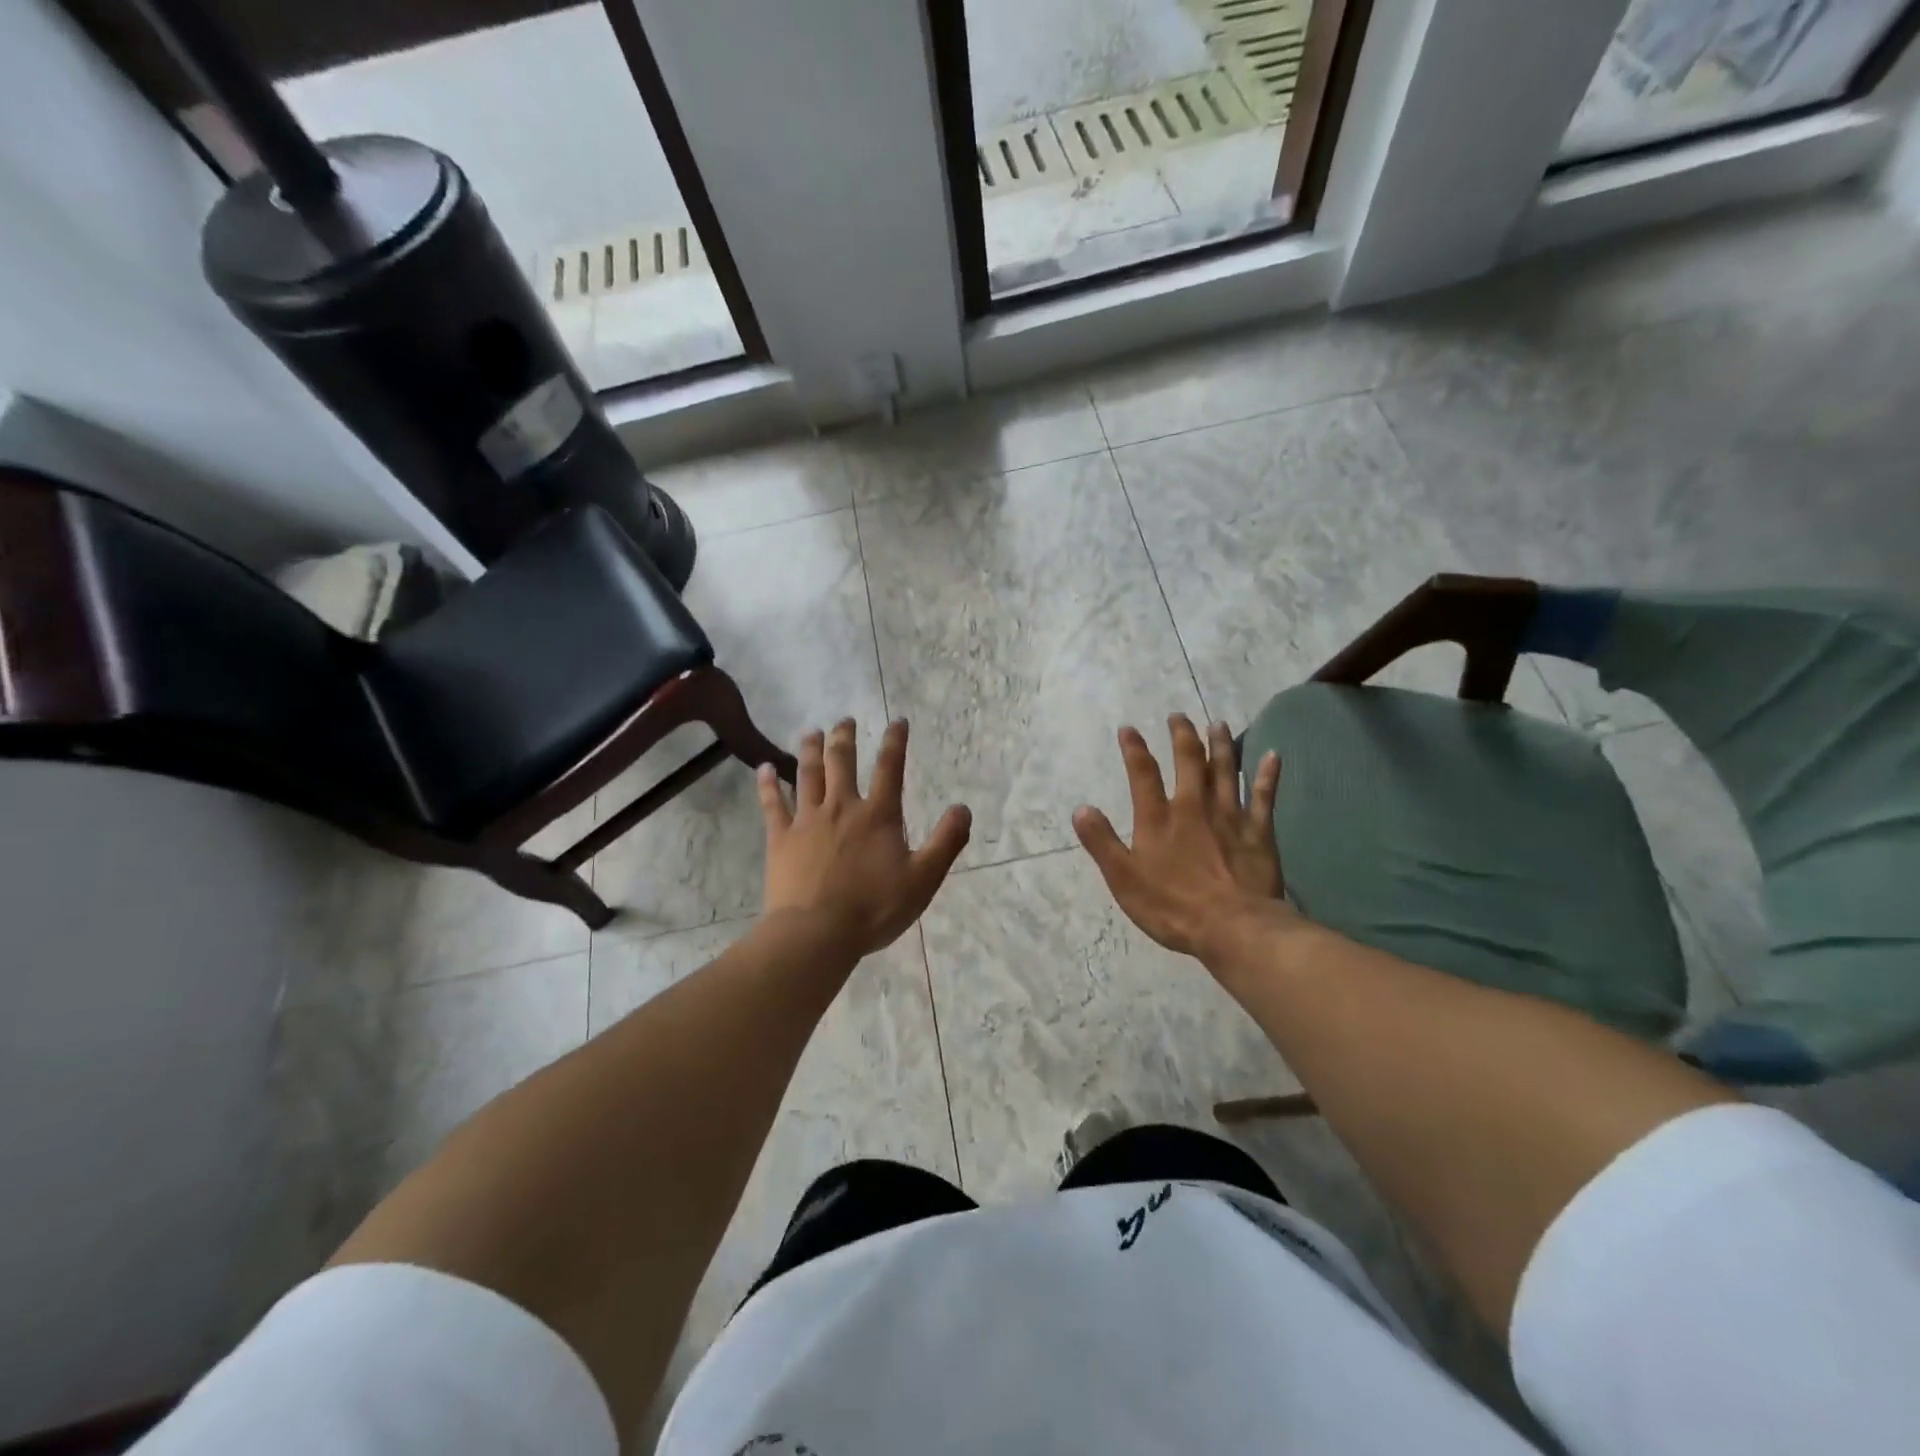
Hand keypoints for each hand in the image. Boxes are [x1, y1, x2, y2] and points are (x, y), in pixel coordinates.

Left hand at [759, 718, 970, 957]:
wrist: (817, 933)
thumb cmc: (874, 908)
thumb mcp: (923, 879)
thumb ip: (946, 842)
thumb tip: (963, 808)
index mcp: (878, 816)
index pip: (889, 769)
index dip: (895, 742)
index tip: (898, 721)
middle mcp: (841, 807)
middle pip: (842, 762)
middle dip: (845, 737)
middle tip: (845, 720)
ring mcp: (807, 821)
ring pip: (808, 775)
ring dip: (811, 750)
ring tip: (812, 731)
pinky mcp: (781, 839)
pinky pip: (772, 804)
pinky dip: (768, 784)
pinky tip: (763, 768)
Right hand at [1073, 716, 1290, 965]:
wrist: (1233, 927)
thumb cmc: (1173, 907)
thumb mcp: (1124, 879)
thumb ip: (1102, 842)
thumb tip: (1081, 809)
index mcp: (1158, 819)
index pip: (1143, 774)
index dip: (1134, 749)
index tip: (1128, 729)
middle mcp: (1193, 806)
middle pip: (1188, 761)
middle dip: (1182, 735)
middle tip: (1178, 716)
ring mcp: (1229, 815)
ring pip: (1225, 770)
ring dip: (1220, 745)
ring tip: (1217, 724)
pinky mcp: (1258, 831)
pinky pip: (1264, 795)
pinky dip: (1267, 774)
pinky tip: (1272, 755)